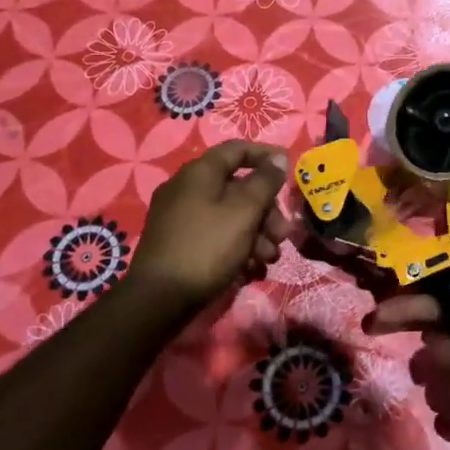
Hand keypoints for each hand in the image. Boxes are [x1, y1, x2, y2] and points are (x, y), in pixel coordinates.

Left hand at [131, 141, 290, 315]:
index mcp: (199, 173)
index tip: (290, 169)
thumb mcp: (244, 211)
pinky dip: (236, 245)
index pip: (237, 150)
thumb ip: (265, 181)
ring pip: (228, 214)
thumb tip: (278, 158)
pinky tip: (251, 268)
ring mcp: (180, 217)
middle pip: (237, 187)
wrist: (159, 299)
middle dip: (266, 209)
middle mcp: (186, 189)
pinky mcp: (178, 243)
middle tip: (283, 233)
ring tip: (270, 257)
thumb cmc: (208, 246)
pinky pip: (215, 234)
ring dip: (256, 232)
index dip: (266, 155)